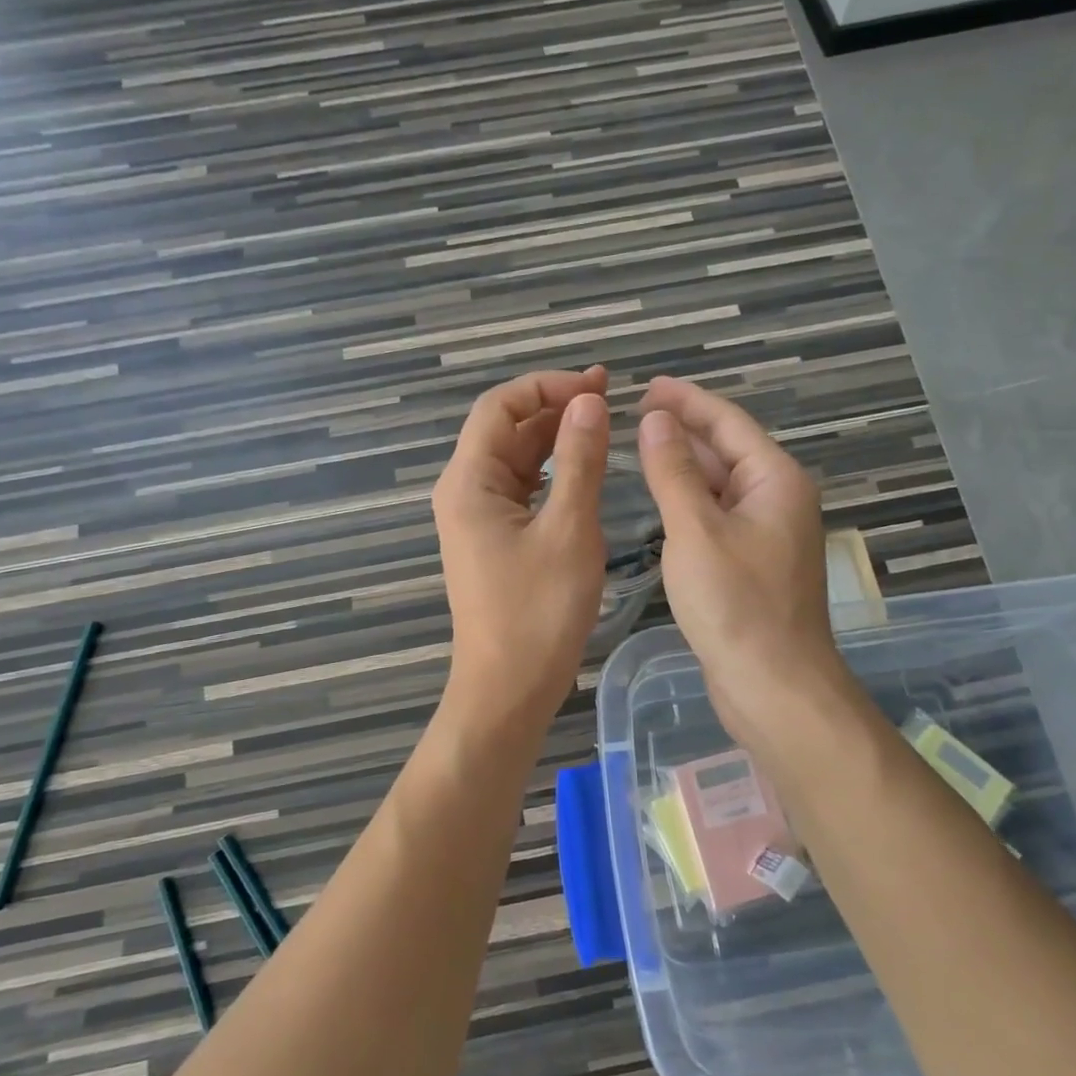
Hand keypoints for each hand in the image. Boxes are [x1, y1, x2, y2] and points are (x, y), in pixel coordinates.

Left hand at [433, 367, 610, 733]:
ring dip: (555, 440)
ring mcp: (476, 519)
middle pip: (505, 430)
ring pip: (515, 461)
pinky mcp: (492, 541)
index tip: (599, 385)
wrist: (507, 689)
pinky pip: (520, 491)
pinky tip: (584, 471)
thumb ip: (580, 460)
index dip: (547, 386)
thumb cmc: (538, 612)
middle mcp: (464, 492)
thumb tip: (589, 401)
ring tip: (604, 427)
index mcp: (469, 482)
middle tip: (611, 399)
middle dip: (554, 408)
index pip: (500, 407)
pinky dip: (551, 474)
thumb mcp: (570, 530)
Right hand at [635, 376, 848, 746]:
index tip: (646, 386)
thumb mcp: (695, 531)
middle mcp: (778, 500)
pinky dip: (689, 502)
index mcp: (775, 480)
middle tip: (634, 413)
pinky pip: (717, 516)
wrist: (774, 687)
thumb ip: (672, 471)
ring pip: (721, 486)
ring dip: (685, 466)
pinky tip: (662, 501)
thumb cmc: (736, 605)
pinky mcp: (752, 564)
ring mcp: (767, 534)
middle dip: (684, 429)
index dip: (686, 400)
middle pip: (727, 450)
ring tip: (640, 447)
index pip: (728, 422)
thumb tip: (655, 419)